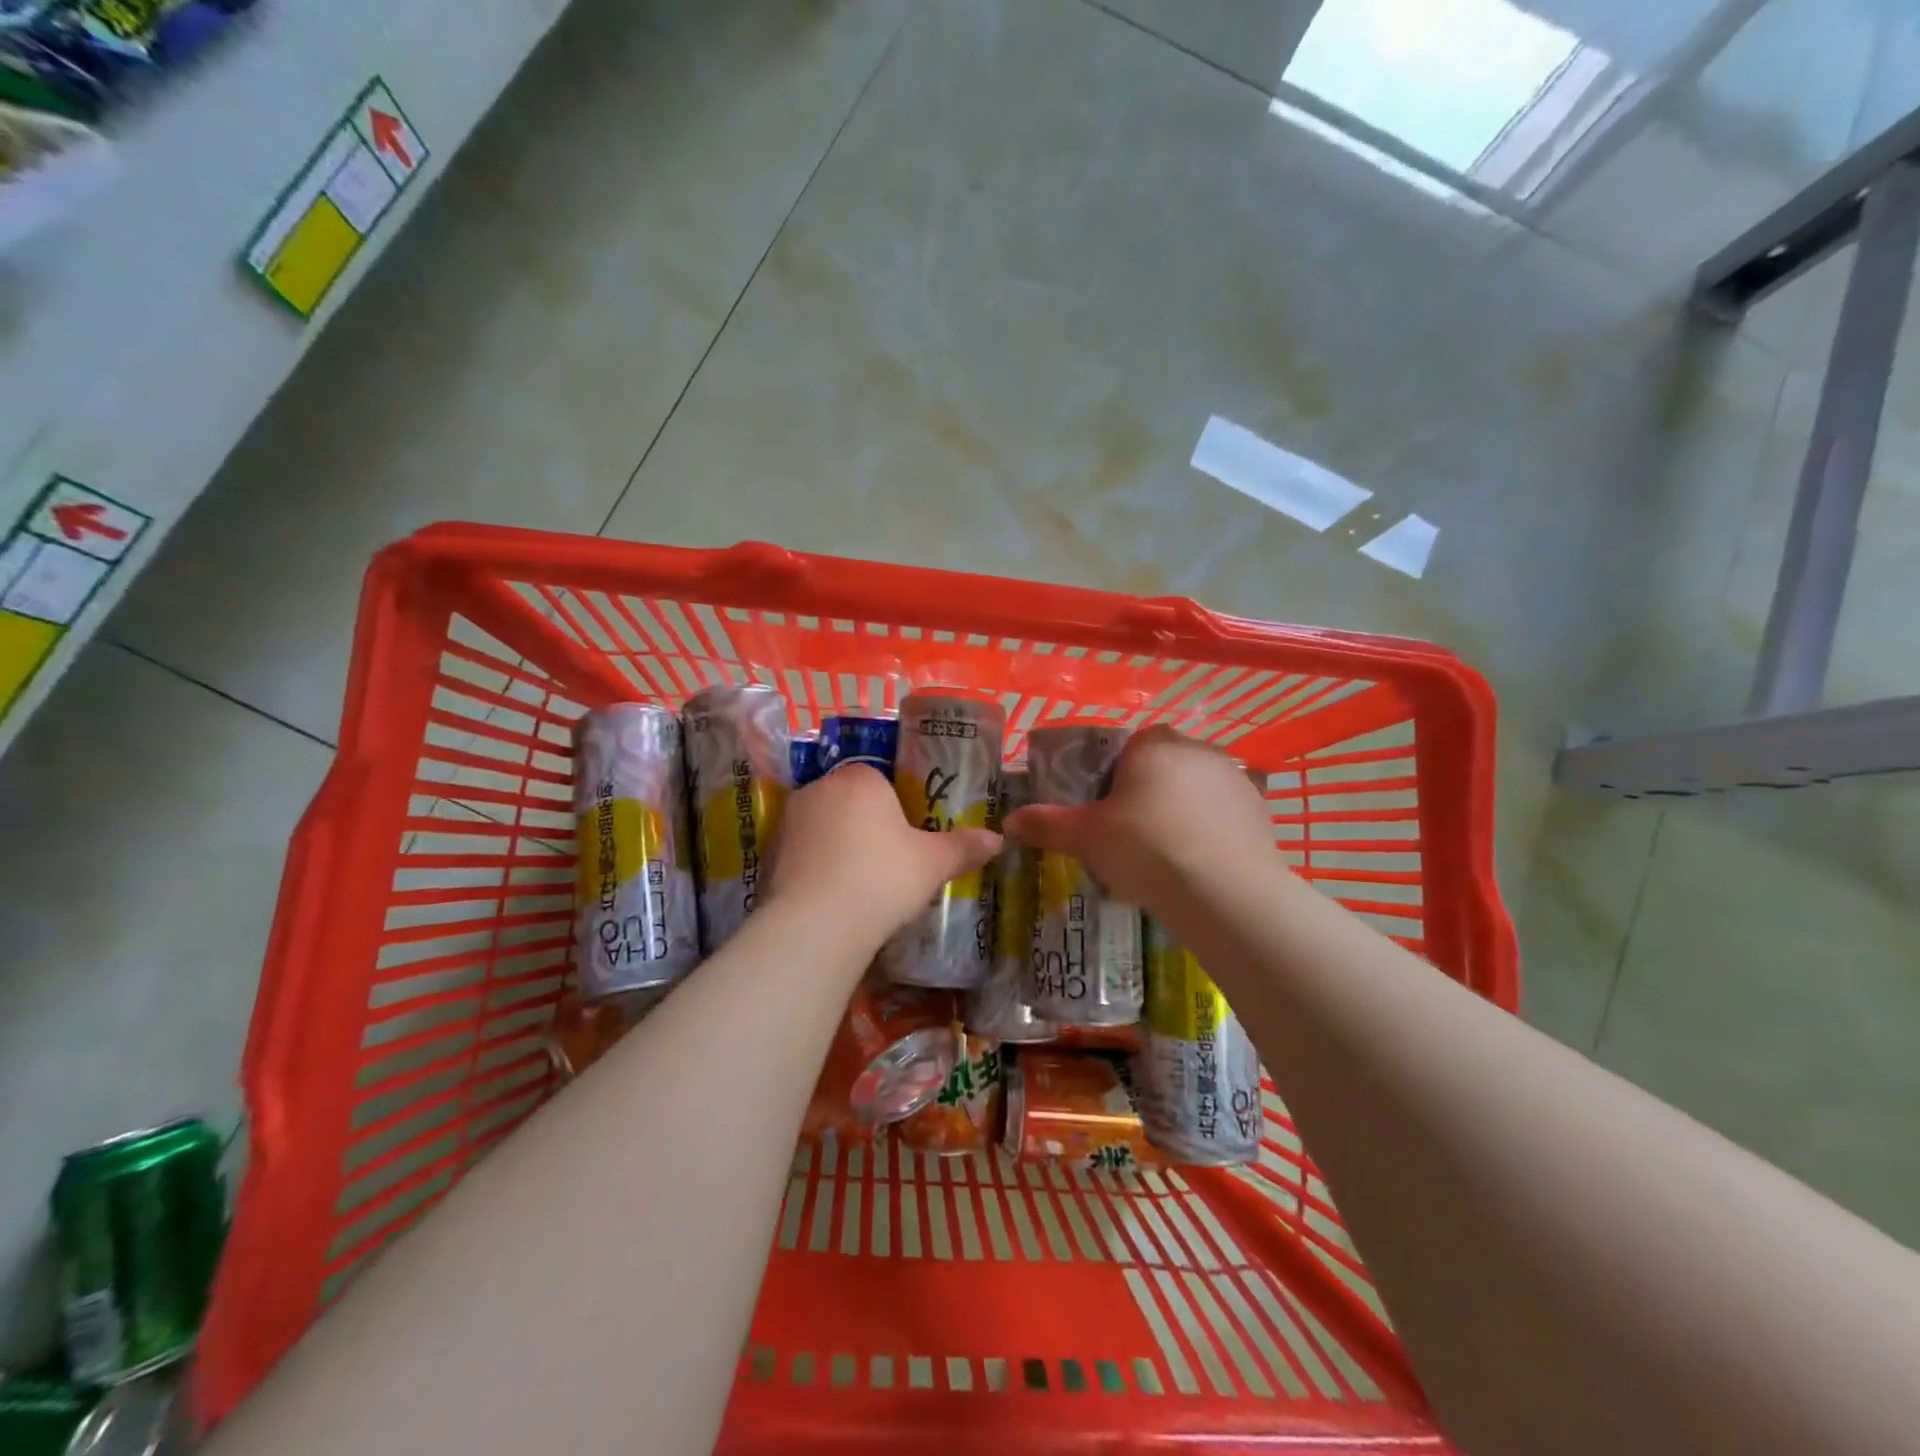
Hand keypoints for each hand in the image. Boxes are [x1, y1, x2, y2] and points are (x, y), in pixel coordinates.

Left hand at [765, 763, 1000, 944]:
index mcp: (860, 778)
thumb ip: (963, 847)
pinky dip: (817, 866)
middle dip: (867, 823)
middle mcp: (820, 787)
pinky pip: (803, 851)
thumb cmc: (882, 878)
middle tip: (888, 861)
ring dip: (839, 844)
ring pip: (825, 824)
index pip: (881, 778)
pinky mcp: (770, 852)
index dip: (898, 807)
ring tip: (859, 883)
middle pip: (851, 799)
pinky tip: (832, 896)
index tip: (908, 837)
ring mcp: (790, 819)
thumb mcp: (932, 864)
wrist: (816, 924)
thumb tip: (997, 840)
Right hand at [1003, 727, 1274, 909]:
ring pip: (1196, 791)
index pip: (1130, 745)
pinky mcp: (1261, 813)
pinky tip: (1198, 867)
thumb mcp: (1085, 837)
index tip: (1105, 810)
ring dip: (1181, 813)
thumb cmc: (1145, 848)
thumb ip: (1047, 824)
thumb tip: (1009, 822)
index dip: (1114, 775)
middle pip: (1164, 766)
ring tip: (1165, 857)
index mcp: (1154, 744)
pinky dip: (1210, 834)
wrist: (1224, 892)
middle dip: (1147, 793)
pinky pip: (1223, 817)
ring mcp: (1236, 780)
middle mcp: (1199, 750)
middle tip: (1129, 837)